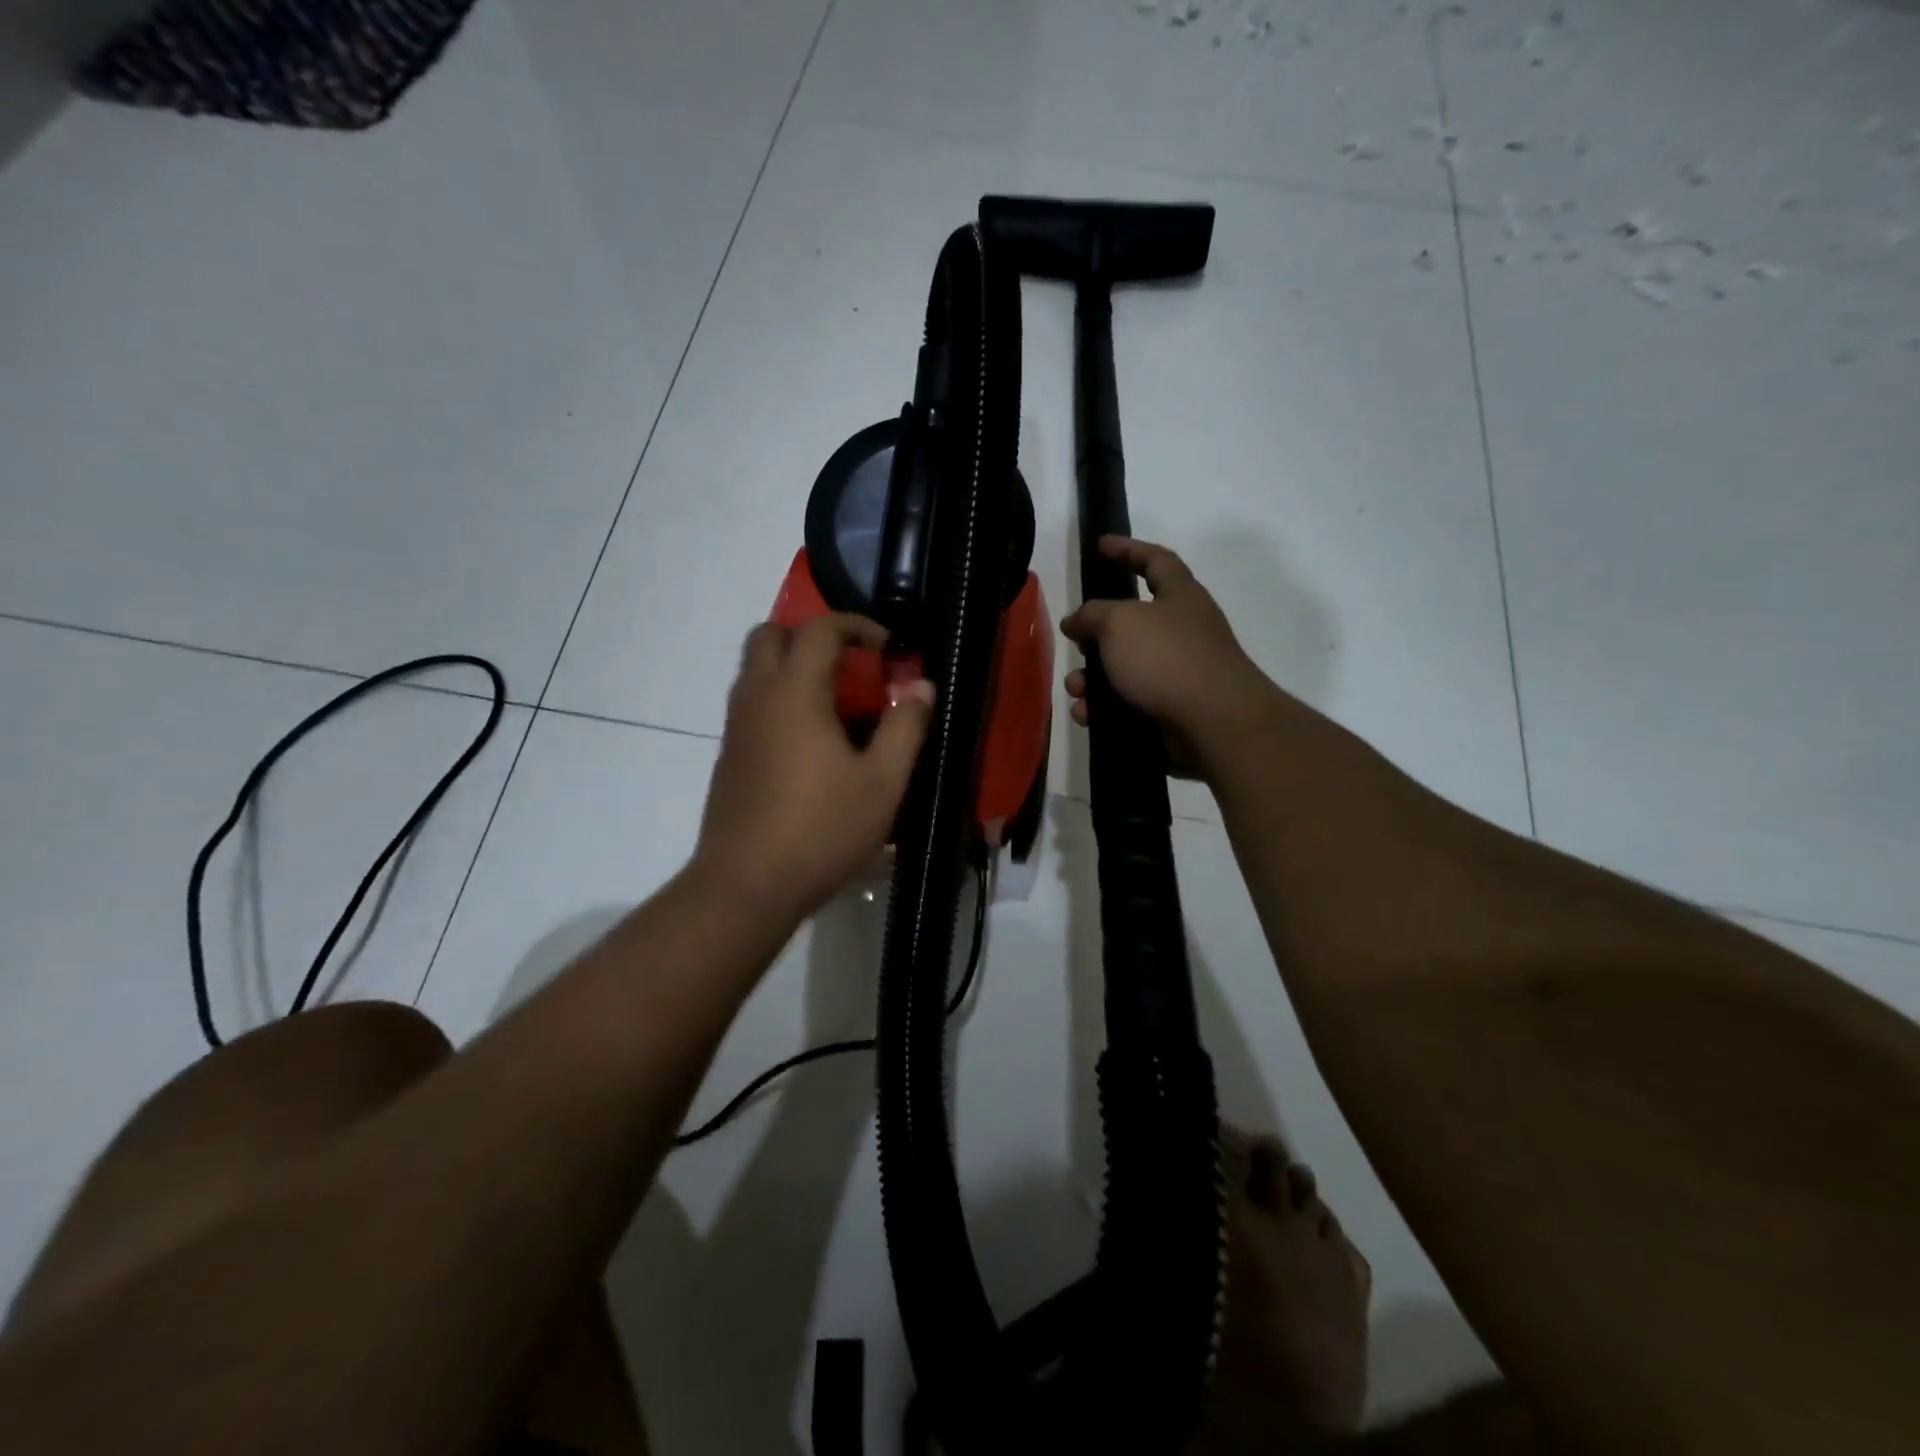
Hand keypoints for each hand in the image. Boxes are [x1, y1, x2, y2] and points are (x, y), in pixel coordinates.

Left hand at [695, 614, 932, 922]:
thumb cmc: (821, 830)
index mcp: (795, 693)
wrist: (746, 885)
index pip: (820, 629)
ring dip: (793, 668)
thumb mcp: (882, 783)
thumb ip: (906, 728)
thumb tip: (921, 686)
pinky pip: (752, 704)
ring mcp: (736, 727)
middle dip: (812, 636)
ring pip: (755, 670)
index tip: (888, 649)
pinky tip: (812, 744)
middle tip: (851, 666)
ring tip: (837, 706)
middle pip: (770, 635)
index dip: (858, 626)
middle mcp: (757, 698)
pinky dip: (780, 700)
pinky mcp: (729, 756)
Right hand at [1061, 536, 1276, 775]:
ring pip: (1122, 669)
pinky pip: (1126, 704)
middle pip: (1130, 623)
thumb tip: (1075, 621)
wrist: (1213, 723)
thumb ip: (1091, 614)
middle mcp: (1181, 631)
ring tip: (1076, 690)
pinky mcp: (1169, 710)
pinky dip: (1103, 708)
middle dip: (1095, 635)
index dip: (1127, 549)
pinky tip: (1086, 715)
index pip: (1155, 560)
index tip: (1100, 545)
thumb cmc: (1167, 658)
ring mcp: (1177, 673)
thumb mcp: (1119, 623)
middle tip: (1074, 642)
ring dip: (1091, 678)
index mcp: (1179, 597)